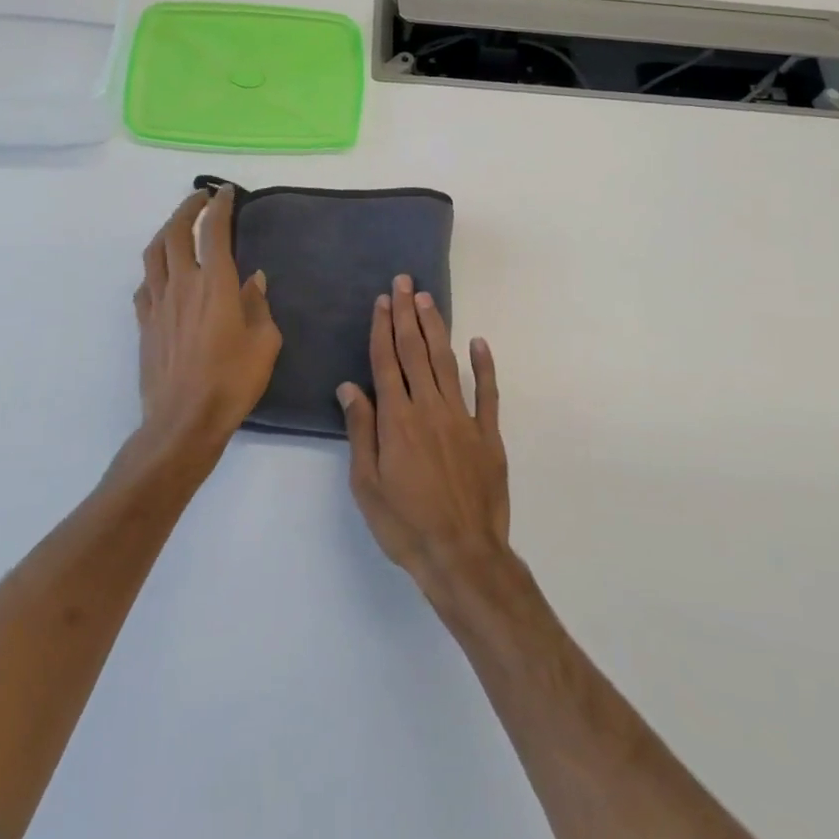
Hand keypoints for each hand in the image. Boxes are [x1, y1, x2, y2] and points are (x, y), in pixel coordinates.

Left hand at [131, 186, 281, 464]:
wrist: (183, 421)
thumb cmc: (232, 381)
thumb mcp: (264, 342)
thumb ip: (258, 305)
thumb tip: (253, 279)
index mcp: (215, 283)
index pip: (213, 230)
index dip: (219, 206)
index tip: (226, 192)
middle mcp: (182, 284)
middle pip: (175, 232)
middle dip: (187, 208)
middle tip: (201, 198)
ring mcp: (158, 304)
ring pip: (153, 254)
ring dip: (165, 231)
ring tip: (178, 227)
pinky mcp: (144, 324)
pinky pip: (145, 285)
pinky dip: (154, 269)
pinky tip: (163, 275)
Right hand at [337, 275, 510, 603]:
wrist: (462, 556)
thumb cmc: (405, 524)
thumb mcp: (367, 484)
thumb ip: (361, 431)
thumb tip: (350, 387)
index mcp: (397, 419)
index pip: (387, 362)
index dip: (383, 328)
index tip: (382, 300)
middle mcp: (429, 408)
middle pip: (415, 352)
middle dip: (407, 314)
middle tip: (404, 282)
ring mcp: (462, 418)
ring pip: (446, 362)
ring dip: (436, 328)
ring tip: (427, 300)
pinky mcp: (488, 434)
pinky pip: (487, 393)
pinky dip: (484, 365)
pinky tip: (479, 342)